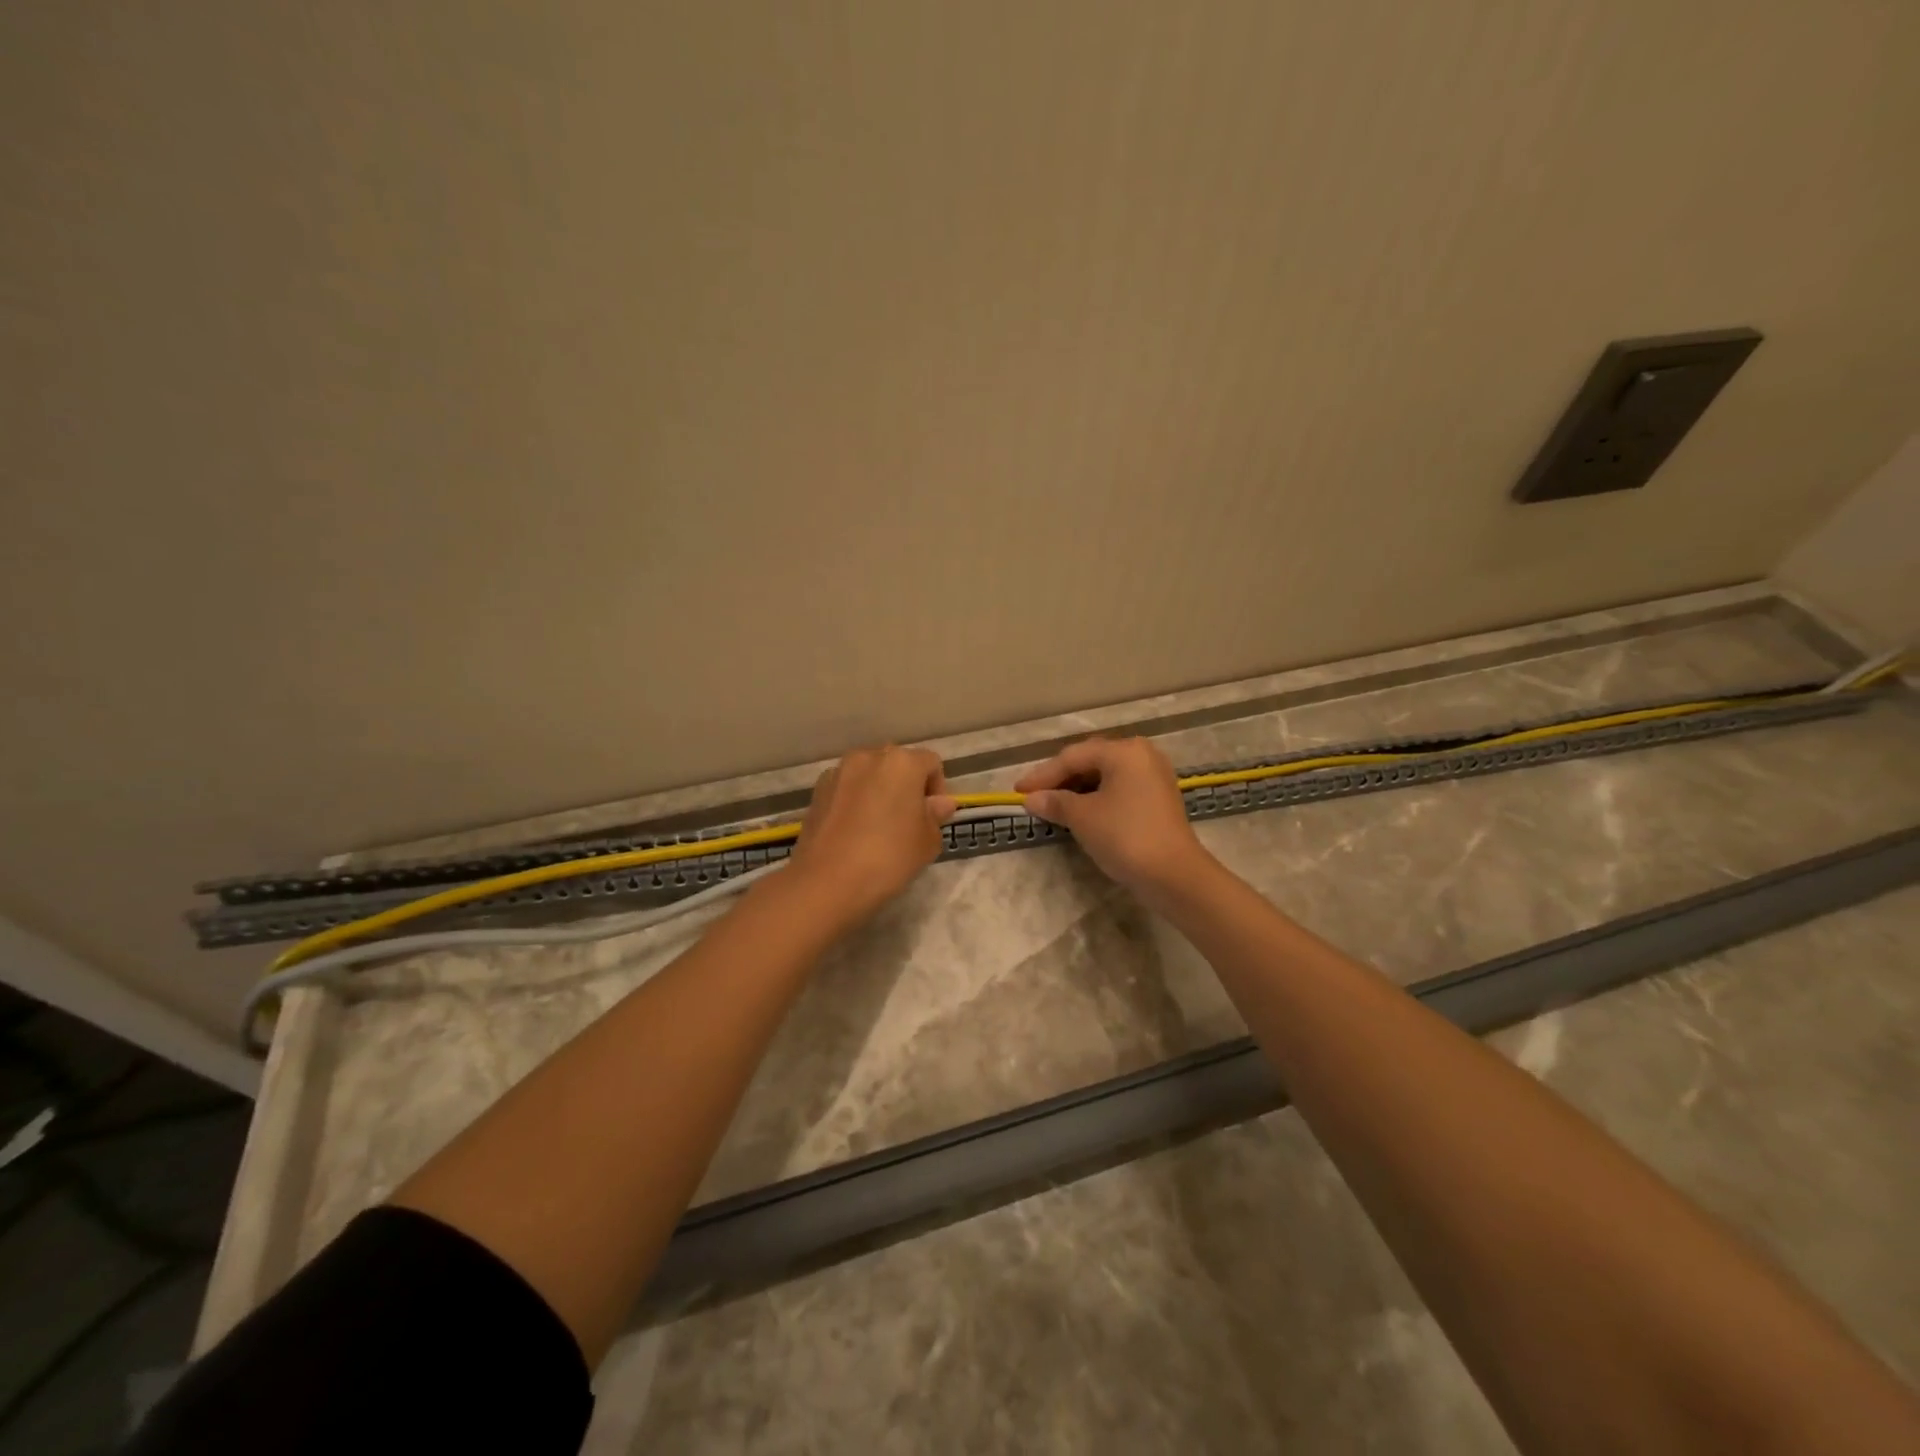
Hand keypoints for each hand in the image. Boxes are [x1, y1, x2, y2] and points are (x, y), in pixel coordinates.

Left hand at [787, 745, 955, 928]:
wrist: (827, 882)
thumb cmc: (889, 857)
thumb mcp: (927, 841)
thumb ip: (936, 816)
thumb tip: (939, 803)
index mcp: (902, 762)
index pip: (931, 763)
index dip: (937, 789)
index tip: (932, 819)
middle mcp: (868, 757)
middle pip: (897, 764)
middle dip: (907, 787)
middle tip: (909, 822)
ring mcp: (838, 772)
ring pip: (869, 775)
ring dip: (879, 792)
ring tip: (879, 827)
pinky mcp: (817, 791)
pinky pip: (846, 789)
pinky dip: (855, 801)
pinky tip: (854, 832)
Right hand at [1015, 737, 1214, 904]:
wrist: (1174, 875)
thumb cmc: (1124, 836)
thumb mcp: (1082, 817)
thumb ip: (1055, 802)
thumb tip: (1031, 799)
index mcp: (1123, 751)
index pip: (1073, 757)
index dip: (1042, 775)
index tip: (1018, 791)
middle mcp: (1141, 754)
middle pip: (1090, 761)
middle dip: (1060, 779)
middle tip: (1034, 796)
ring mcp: (1154, 776)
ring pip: (1105, 775)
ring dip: (1077, 789)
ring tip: (1053, 805)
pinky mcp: (1158, 798)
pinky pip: (1119, 788)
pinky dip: (1097, 797)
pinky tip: (1080, 812)